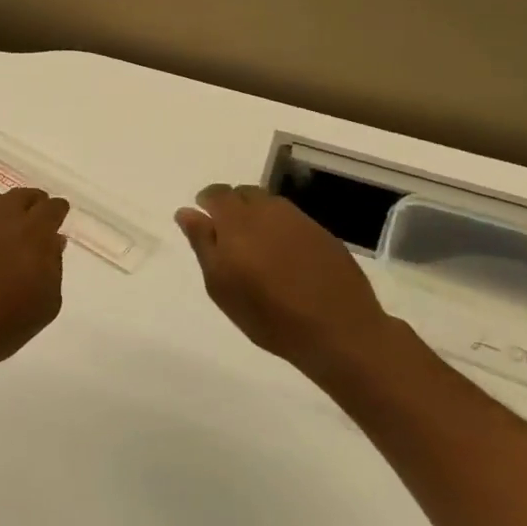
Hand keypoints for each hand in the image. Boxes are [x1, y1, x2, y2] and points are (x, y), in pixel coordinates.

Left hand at [0, 188, 70, 376]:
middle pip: (21, 197)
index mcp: (32, 233)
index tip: (59, 215)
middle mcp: (0, 218)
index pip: (51, 208)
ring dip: (4, 212)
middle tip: (35, 218)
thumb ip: (54, 266)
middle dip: (32, 204)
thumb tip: (53, 241)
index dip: (57, 210)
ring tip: (6, 231)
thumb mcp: (46, 304)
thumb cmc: (0, 325)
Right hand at [175, 184, 394, 373]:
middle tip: (230, 238)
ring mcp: (300, 220)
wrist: (340, 331)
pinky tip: (285, 257)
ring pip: (270, 204)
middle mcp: (268, 211)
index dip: (208, 203)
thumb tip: (186, 211)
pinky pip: (293, 220)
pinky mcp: (324, 234)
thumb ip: (202, 243)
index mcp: (237, 221)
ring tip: (258, 247)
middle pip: (244, 193)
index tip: (205, 221)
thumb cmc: (268, 315)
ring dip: (258, 216)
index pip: (217, 194)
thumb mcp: (221, 286)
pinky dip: (282, 229)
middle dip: (233, 207)